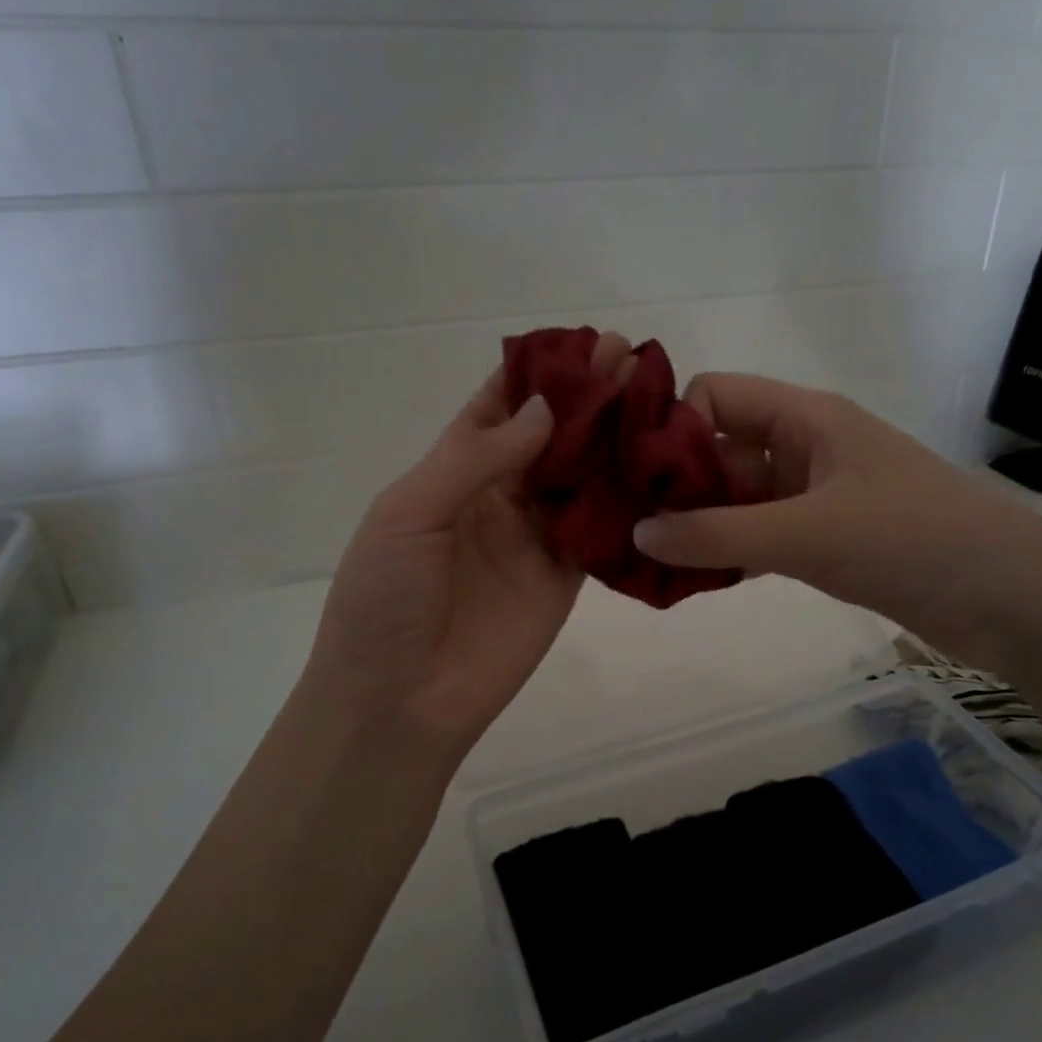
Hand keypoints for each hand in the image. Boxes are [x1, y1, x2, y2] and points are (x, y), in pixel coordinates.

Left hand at [301, 337, 634, 762]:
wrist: (399, 700)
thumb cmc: (383, 600)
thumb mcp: (409, 515)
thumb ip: (475, 460)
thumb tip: (545, 410)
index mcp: (451, 472)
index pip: (497, 407)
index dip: (536, 374)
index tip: (580, 341)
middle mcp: (498, 495)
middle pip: (548, 434)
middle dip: (586, 395)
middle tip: (632, 356)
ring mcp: (535, 536)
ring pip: (581, 474)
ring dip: (613, 437)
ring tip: (655, 395)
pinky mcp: (566, 575)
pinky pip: (600, 527)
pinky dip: (627, 497)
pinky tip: (658, 464)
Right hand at [632, 374, 1041, 672]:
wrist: (1009, 598)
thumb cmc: (908, 540)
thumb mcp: (805, 534)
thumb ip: (717, 535)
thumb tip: (637, 534)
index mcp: (806, 418)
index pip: (716, 396)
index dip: (672, 427)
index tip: (633, 477)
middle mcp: (805, 448)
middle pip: (720, 450)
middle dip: (675, 485)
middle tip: (625, 527)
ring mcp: (815, 496)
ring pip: (737, 499)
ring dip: (698, 525)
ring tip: (646, 560)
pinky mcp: (825, 539)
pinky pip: (759, 536)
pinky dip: (728, 554)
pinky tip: (690, 581)